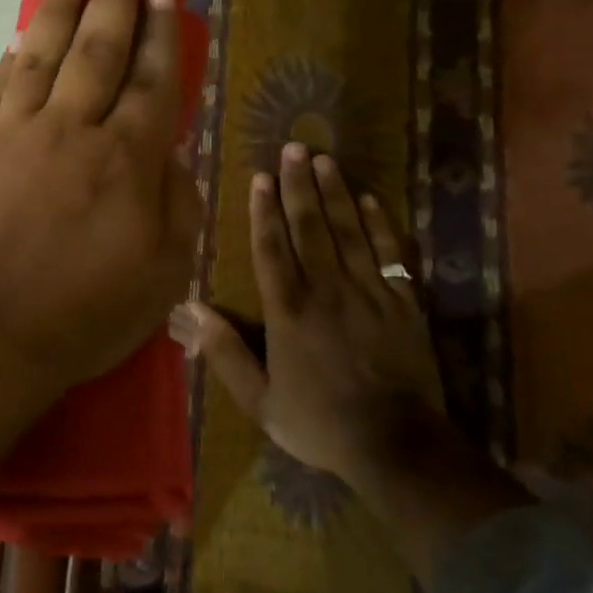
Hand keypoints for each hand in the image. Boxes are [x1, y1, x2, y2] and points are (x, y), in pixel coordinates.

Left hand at [0, 0, 199, 406]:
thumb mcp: (163, 272)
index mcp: (125, 160)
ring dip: (60, 7)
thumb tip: (172, 152)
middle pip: (98, 48)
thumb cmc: (85, 315)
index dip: (161, 31)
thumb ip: (177, 203)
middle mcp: (71, 130)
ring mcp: (17, 135)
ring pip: (43, 54)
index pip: (151, 78)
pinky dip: (12, 58)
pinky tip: (20, 37)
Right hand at [171, 144, 445, 489]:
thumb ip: (225, 353)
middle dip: (299, 186)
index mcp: (288, 310)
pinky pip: (390, 253)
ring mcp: (368, 292)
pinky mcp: (402, 302)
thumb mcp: (260, 400)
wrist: (394, 444)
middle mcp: (326, 289)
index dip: (264, 211)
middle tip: (293, 148)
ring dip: (335, 193)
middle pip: (310, 227)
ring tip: (325, 159)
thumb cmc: (319, 422)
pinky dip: (380, 224)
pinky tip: (370, 199)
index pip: (272, 248)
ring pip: (349, 231)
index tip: (260, 177)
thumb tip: (191, 311)